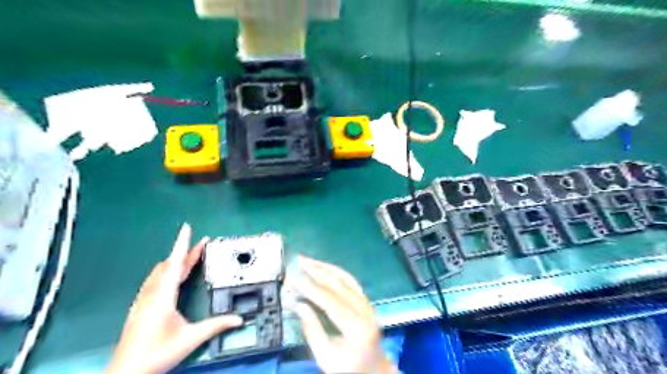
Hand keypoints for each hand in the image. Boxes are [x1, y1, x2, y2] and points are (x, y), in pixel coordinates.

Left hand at [103, 223, 241, 372]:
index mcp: (164, 296)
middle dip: (186, 252)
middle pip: (170, 265)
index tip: (187, 228)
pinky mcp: (140, 307)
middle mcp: (152, 293)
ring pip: (160, 272)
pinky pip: (155, 280)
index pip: (175, 263)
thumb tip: (239, 319)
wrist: (127, 373)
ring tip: (190, 257)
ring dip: (175, 261)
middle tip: (202, 244)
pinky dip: (167, 271)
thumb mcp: (191, 338)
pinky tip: (171, 277)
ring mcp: (143, 300)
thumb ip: (216, 325)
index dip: (182, 244)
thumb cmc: (158, 354)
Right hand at [288, 255, 400, 373]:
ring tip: (309, 260)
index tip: (293, 279)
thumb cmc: (348, 368)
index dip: (310, 288)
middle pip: (338, 285)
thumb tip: (297, 303)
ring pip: (346, 279)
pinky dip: (337, 272)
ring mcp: (367, 304)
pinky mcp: (366, 301)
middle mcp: (364, 310)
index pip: (330, 301)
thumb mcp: (325, 356)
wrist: (374, 371)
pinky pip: (352, 281)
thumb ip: (312, 329)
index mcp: (356, 327)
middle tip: (299, 260)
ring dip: (326, 267)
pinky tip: (325, 267)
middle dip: (317, 271)